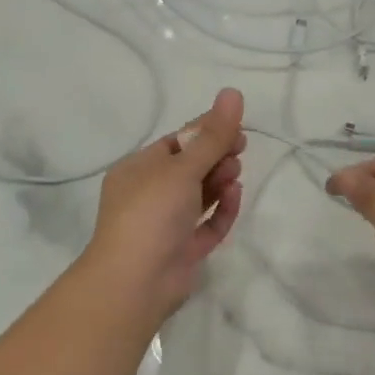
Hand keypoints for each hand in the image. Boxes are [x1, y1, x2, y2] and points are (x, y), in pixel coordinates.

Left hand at [83, 88, 246, 326]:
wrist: (135, 282)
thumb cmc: (151, 214)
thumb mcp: (182, 168)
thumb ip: (212, 135)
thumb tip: (233, 92)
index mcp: (138, 170)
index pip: (177, 143)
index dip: (207, 132)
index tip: (236, 127)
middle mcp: (150, 195)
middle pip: (191, 168)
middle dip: (216, 157)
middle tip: (240, 151)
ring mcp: (166, 224)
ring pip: (200, 196)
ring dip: (220, 181)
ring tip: (234, 175)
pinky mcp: (183, 250)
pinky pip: (207, 224)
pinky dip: (222, 210)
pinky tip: (235, 197)